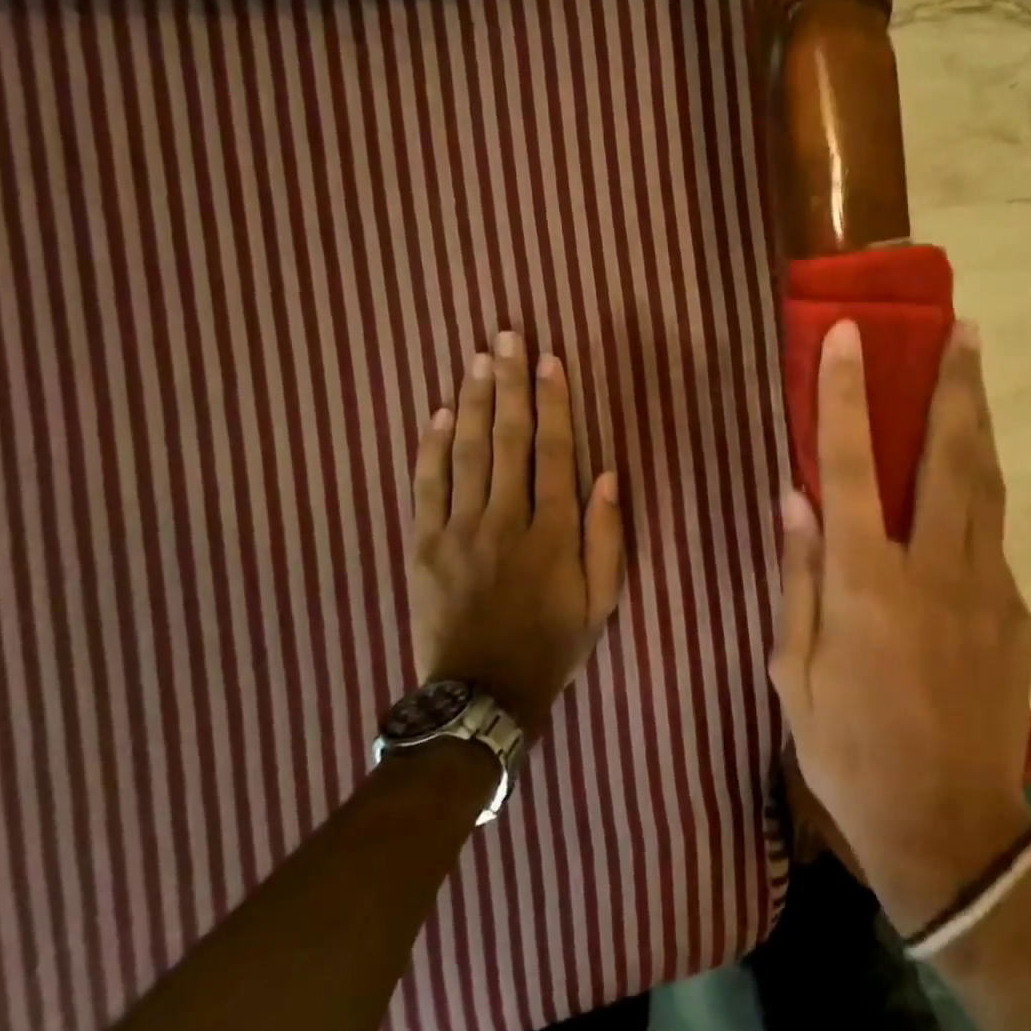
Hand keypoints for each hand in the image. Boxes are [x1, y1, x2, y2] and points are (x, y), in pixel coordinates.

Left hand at [408, 330, 625, 738]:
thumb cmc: (552, 643)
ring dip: (472, 400)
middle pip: (506, 438)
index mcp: (552, 532)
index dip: (554, 402)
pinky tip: (437, 412)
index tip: (552, 360)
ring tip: (478, 358)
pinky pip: (426, 485)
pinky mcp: (424, 544)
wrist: (481, 694)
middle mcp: (504, 519)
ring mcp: (458, 530)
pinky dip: (431, 447)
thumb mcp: (601, 600)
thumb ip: (607, 536)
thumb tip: (607, 474)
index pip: (554, 451)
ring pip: (465, 452)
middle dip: (509, 382)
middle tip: (508, 336)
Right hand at [771, 320, 1030, 935]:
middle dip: (955, 384)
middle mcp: (933, 569)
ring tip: (977, 374)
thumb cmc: (850, 752)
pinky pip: (993, 542)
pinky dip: (979, 503)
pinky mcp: (1018, 614)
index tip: (849, 335)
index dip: (845, 393)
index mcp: (866, 582)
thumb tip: (794, 499)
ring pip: (987, 486)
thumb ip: (797, 579)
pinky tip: (965, 498)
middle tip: (964, 329)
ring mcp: (988, 589)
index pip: (849, 465)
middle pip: (948, 456)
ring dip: (980, 423)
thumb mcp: (795, 674)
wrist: (949, 829)